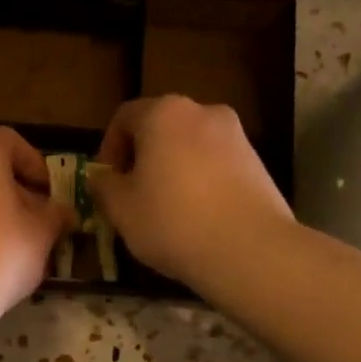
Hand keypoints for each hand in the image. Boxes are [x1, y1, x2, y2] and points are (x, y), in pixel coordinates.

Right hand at [89, 96, 293, 287]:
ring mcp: (236, 135)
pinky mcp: (258, 162)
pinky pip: (216, 164)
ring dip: (173, 168)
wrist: (250, 249)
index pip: (124, 117)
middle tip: (133, 194)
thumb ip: (104, 186)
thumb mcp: (121, 209)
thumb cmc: (172, 221)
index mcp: (163, 114)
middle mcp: (202, 112)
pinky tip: (198, 216)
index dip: (109, 147)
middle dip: (143, 157)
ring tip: (167, 209)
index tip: (107, 181)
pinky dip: (201, 180)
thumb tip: (102, 178)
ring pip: (190, 146)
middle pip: (161, 128)